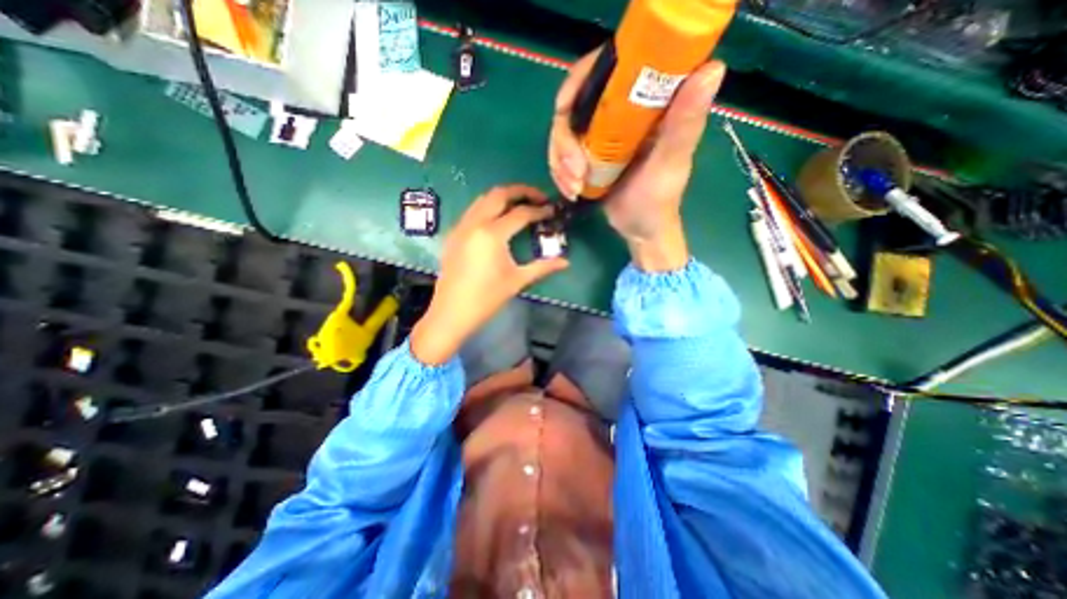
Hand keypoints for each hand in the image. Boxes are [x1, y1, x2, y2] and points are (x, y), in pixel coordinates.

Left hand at [409, 184, 566, 364]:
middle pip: (499, 194)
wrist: (452, 313)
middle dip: (521, 191)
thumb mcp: (517, 281)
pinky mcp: (453, 235)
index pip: (521, 213)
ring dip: (503, 196)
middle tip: (538, 197)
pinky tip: (497, 220)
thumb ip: (543, 267)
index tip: (552, 211)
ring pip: (483, 199)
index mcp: (492, 234)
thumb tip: (566, 262)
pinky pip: (472, 211)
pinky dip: (488, 207)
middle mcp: (475, 223)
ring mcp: (461, 227)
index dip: (539, 210)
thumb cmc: (487, 299)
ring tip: (520, 205)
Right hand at [550, 52, 725, 271]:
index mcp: (645, 103)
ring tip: (573, 187)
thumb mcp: (670, 164)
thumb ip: (684, 123)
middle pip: (574, 105)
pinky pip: (561, 154)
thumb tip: (712, 68)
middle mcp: (619, 112)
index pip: (605, 69)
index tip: (564, 109)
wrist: (640, 229)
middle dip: (564, 141)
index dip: (578, 82)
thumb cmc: (658, 200)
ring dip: (560, 162)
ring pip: (563, 133)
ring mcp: (600, 135)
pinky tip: (570, 190)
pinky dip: (560, 172)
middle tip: (574, 172)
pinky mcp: (588, 155)